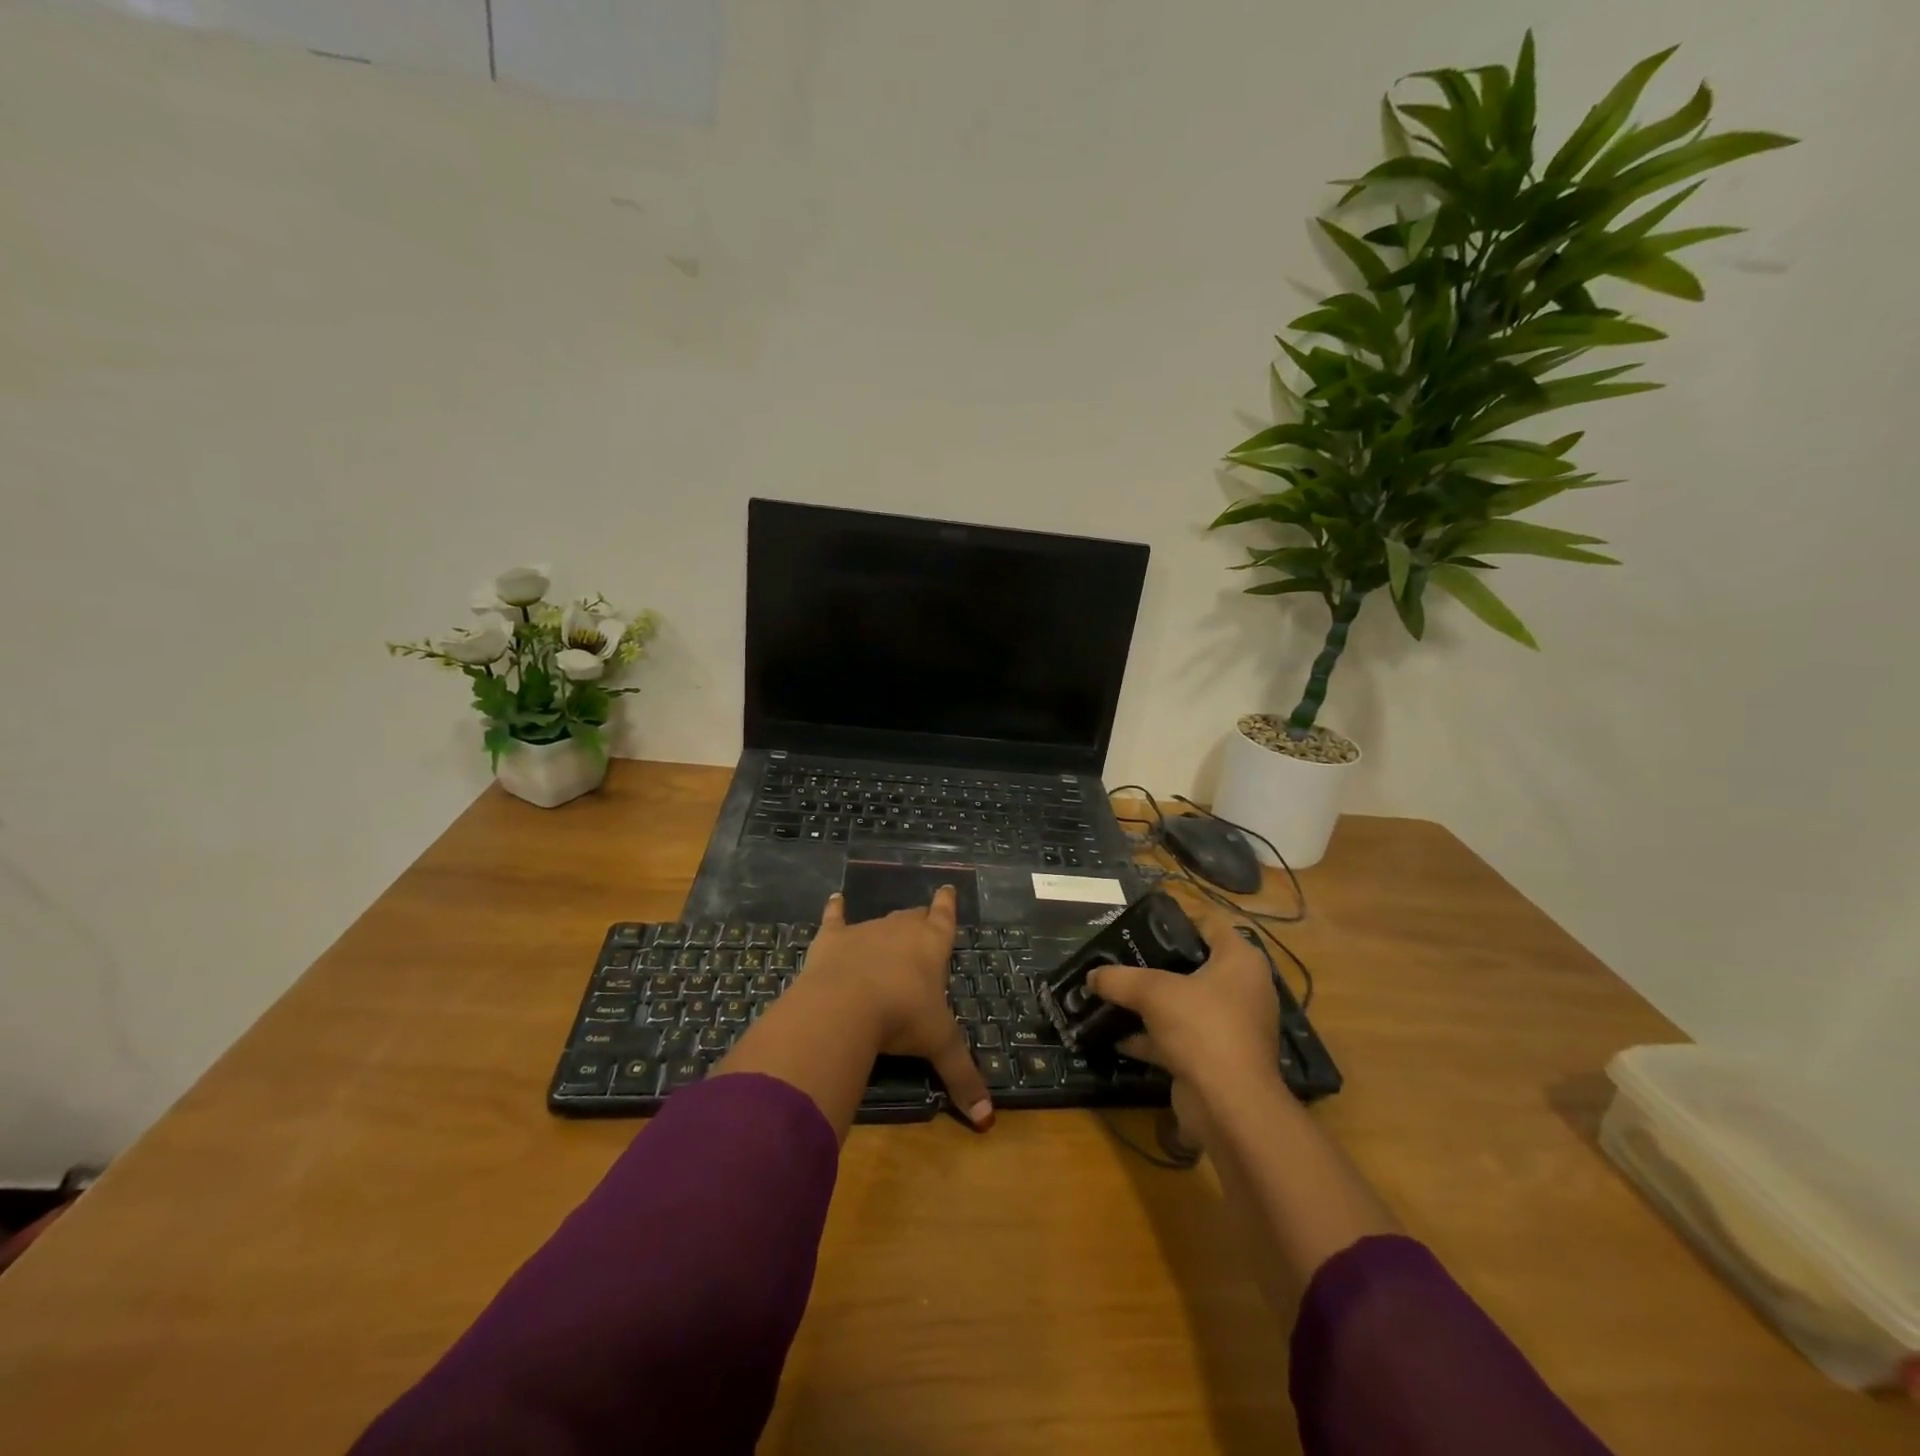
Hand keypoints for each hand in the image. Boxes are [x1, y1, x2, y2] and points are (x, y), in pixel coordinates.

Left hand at [798, 887, 994, 1128]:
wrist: (846, 1005)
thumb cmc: (902, 1018)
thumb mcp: (938, 1046)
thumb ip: (962, 1077)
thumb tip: (987, 1121)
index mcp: (932, 947)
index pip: (944, 919)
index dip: (947, 905)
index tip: (947, 889)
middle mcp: (901, 929)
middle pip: (912, 918)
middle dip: (918, 920)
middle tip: (921, 924)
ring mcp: (865, 930)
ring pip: (880, 920)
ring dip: (884, 927)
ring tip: (886, 930)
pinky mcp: (833, 938)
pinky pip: (835, 918)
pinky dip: (835, 909)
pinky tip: (834, 899)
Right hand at [1086, 901, 1279, 1135]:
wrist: (1230, 1106)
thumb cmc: (1202, 1028)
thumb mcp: (1154, 992)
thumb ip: (1120, 978)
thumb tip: (1091, 975)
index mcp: (1240, 961)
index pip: (1209, 924)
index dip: (1176, 918)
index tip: (1141, 921)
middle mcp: (1241, 989)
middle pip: (1194, 964)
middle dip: (1156, 962)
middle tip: (1120, 956)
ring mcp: (1230, 1026)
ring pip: (1184, 1003)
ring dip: (1150, 1002)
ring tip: (1112, 992)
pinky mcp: (1216, 1058)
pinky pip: (1179, 1037)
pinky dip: (1151, 1037)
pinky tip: (1116, 1035)